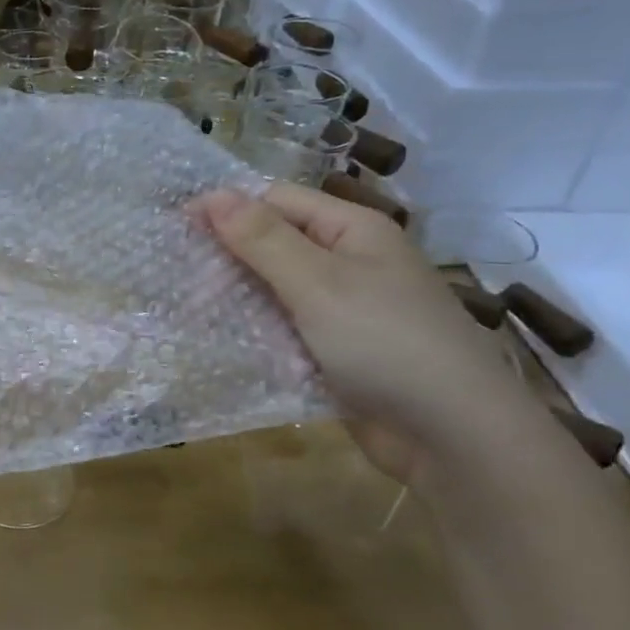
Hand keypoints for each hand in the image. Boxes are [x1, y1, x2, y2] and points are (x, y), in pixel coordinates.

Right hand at [201, 184, 531, 482]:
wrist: (451, 434)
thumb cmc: (385, 342)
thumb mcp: (318, 283)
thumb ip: (263, 240)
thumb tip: (213, 195)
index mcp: (352, 231)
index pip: (277, 201)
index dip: (228, 209)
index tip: (177, 228)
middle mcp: (349, 262)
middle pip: (274, 245)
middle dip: (229, 260)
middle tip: (183, 284)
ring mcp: (344, 309)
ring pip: (276, 291)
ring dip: (239, 301)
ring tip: (193, 315)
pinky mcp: (337, 351)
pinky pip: (287, 331)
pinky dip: (258, 335)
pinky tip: (225, 346)